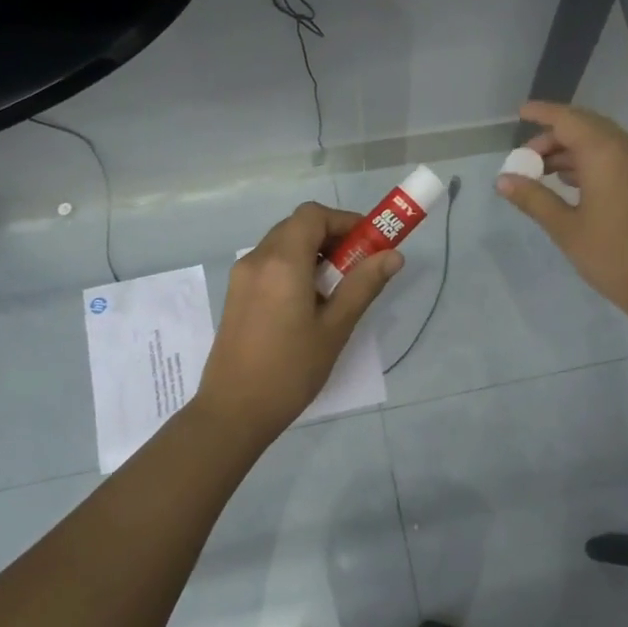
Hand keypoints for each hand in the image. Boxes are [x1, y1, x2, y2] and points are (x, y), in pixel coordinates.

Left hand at [196, 202, 401, 442]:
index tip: (369, 243)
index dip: (345, 220)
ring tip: (337, 288)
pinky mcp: (236, 294)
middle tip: (358, 265)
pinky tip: (309, 302)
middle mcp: (257, 259)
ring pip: (282, 244)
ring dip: (313, 252)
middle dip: (332, 236)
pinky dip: (294, 266)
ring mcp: (242, 276)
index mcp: (282, 262)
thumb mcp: (335, 328)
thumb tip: (393, 255)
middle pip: (297, 226)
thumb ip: (363, 285)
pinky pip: (269, 264)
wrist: (234, 411)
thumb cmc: (290, 370)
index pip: (313, 215)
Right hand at [495, 101, 627, 321]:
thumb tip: (502, 180)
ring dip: (571, 149)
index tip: (520, 113)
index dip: (543, 114)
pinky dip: (589, 160)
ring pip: (602, 141)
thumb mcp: (565, 228)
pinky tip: (569, 180)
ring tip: (540, 171)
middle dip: (554, 136)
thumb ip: (533, 198)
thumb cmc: (612, 256)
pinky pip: (615, 156)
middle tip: (525, 156)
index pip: (569, 120)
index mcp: (607, 155)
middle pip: (586, 126)